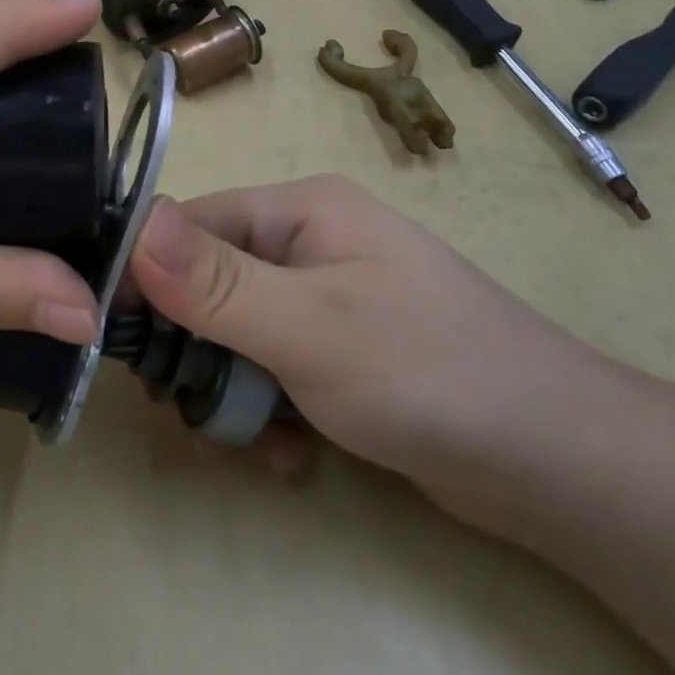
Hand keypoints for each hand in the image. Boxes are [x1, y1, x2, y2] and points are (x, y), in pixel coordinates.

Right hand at [129, 177, 616, 531]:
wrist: (556, 463)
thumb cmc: (426, 372)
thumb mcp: (307, 326)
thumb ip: (214, 282)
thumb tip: (135, 225)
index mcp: (300, 211)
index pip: (189, 226)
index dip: (146, 280)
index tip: (118, 344)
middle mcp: (308, 244)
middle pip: (205, 287)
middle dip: (193, 354)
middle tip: (189, 412)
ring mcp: (325, 300)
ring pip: (233, 338)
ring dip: (230, 394)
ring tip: (252, 443)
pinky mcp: (338, 353)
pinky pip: (271, 371)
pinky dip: (268, 413)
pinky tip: (289, 453)